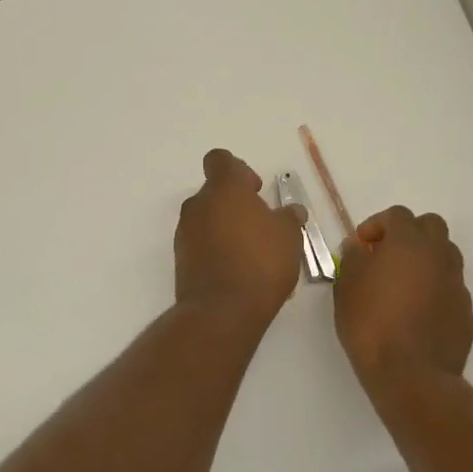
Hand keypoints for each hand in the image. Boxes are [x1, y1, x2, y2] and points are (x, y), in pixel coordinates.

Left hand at [174, 149, 304, 325]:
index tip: (255, 191)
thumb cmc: (261, 262)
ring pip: (207, 219)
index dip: (238, 170)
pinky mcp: (180, 259)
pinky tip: (238, 271)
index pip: (220, 160)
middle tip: (260, 226)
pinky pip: (201, 244)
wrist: (222, 311)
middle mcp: (199, 204)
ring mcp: (185, 232)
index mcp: (224, 189)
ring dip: (226, 228)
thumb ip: (289, 217)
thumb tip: (292, 211)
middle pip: (214, 192)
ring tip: (253, 253)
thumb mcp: (289, 236)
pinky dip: (216, 250)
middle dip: (236, 204)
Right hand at [333, 206, 472, 392]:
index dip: (377, 225)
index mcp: (408, 242)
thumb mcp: (346, 287)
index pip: (397, 215)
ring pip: (445, 254)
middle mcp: (438, 255)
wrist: (412, 374)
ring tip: (403, 283)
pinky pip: (450, 285)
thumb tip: (358, 247)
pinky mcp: (465, 309)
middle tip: (386, 256)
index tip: (362, 246)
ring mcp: (456, 282)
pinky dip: (435, 287)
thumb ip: (352, 259)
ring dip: (425, 259)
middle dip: (409, 234)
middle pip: (430, 226)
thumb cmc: (371, 324)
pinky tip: (417, 311)